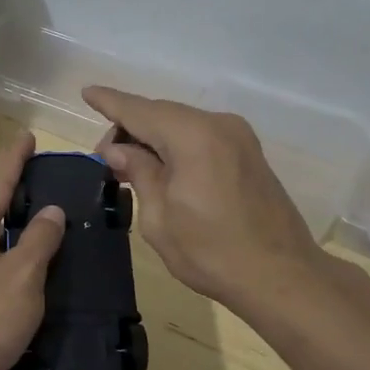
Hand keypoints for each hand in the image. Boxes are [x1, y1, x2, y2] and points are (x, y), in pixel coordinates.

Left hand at [0, 132, 65, 369]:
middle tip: (55, 179)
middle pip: (0, 213)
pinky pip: (12, 275)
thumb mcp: (20, 275)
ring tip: (64, 221)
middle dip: (25, 194)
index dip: (14, 160)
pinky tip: (56, 270)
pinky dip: (32, 266)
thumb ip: (38, 240)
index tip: (27, 136)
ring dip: (31, 233)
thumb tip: (52, 211)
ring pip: (7, 246)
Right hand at [84, 87, 323, 320]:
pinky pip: (202, 137)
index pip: (139, 110)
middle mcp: (218, 124)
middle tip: (105, 159)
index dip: (110, 102)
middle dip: (130, 128)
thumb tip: (119, 149)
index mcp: (192, 136)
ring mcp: (239, 137)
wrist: (282, 277)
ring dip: (154, 138)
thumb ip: (139, 173)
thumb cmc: (212, 252)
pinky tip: (162, 166)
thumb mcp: (159, 218)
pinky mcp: (249, 153)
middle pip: (162, 113)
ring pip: (182, 124)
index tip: (87, 92)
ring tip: (129, 165)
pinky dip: (177, 144)